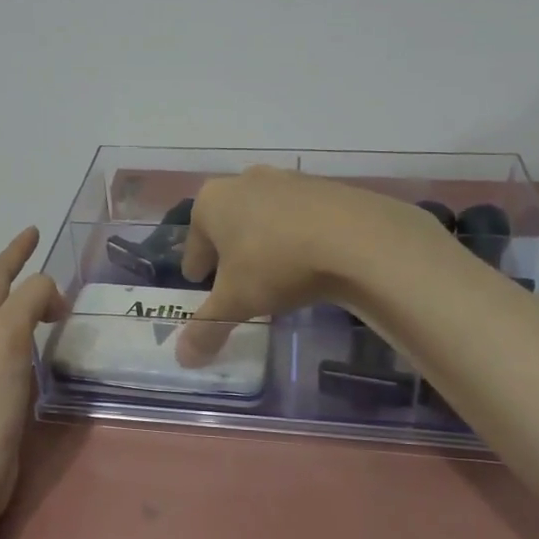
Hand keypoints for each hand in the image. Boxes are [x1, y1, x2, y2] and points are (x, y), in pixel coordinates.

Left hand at [0, 226, 66, 529]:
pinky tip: (44, 355)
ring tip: (53, 306)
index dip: (15, 252)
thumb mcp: (7, 338)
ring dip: (27, 311)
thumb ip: (29, 302)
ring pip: (6, 328)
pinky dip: (32, 344)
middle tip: (49, 269)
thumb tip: (50, 292)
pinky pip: (16, 357)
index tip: (33, 231)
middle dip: (19, 279)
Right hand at [175, 167, 435, 364]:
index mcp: (211, 201)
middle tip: (234, 279)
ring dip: (263, 239)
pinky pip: (299, 217)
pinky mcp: (324, 187)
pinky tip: (309, 260)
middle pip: (228, 223)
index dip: (196, 265)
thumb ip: (207, 329)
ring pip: (264, 216)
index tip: (198, 280)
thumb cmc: (276, 264)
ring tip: (273, 272)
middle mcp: (244, 181)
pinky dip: (296, 235)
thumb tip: (184, 359)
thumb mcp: (236, 303)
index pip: (194, 240)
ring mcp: (287, 179)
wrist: (355, 237)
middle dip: (228, 249)